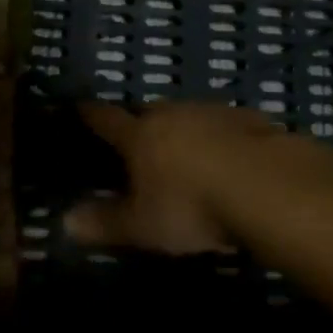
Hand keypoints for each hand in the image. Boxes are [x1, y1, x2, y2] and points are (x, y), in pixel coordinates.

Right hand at [64, 102, 283, 254]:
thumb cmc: (192, 206)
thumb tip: (64, 221)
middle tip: (138, 138)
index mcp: (140, 135)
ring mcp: (214, 113)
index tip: (79, 107)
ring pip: (189, 115)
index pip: (106, 119)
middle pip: (149, 111)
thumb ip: (105, 223)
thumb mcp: (143, 226)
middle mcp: (173, 114)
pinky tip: (231, 157)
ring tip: (185, 151)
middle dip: (141, 122)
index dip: (90, 114)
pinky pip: (226, 126)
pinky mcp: (251, 121)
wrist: (268, 186)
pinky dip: (221, 137)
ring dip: (183, 128)